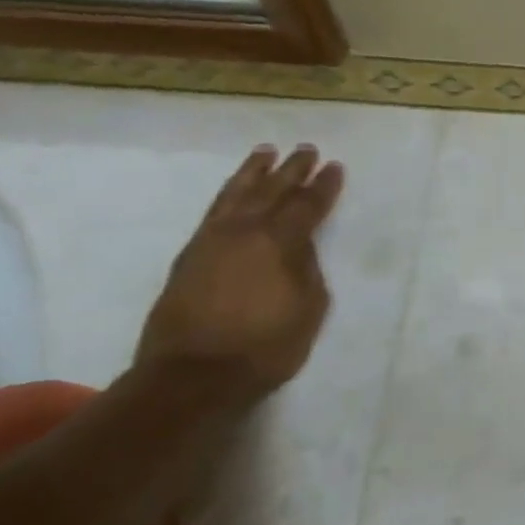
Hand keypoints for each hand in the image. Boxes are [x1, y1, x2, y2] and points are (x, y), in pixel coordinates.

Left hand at [135, 144, 344, 397]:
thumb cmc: (264, 346)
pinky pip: (214, 210)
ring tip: (265, 152)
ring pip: (237, 194)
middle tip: (306, 149)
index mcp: (280, 242)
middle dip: (292, 169)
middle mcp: (245, 231)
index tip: (335, 167)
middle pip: (273, 190)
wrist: (191, 375)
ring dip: (254, 172)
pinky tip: (235, 190)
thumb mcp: (308, 309)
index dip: (324, 186)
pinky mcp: (190, 255)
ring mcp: (212, 241)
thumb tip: (300, 248)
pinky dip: (229, 193)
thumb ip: (307, 270)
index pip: (307, 205)